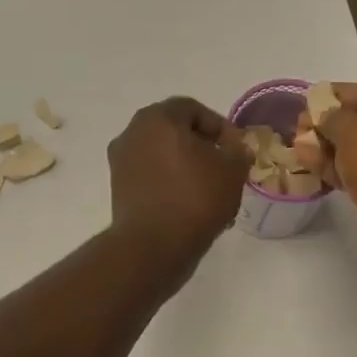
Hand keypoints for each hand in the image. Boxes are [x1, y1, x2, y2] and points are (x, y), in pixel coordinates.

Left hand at [108, 96, 250, 283]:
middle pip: (174, 132)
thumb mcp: (232, 170)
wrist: (152, 246)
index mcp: (158, 118)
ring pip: (162, 157)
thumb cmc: (195, 198)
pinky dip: (169, 186)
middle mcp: (132, 133)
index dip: (220, 127)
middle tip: (224, 169)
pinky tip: (189, 207)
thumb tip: (234, 148)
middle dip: (202, 148)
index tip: (236, 150)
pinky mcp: (118, 190)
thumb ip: (238, 151)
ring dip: (186, 168)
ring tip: (210, 192)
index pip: (193, 109)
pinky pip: (151, 178)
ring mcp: (121, 162)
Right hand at [297, 83, 356, 272]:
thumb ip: (334, 117)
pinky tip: (312, 172)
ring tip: (297, 149)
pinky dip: (338, 173)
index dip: (340, 94)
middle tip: (298, 128)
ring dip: (329, 151)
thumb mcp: (354, 131)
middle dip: (330, 126)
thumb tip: (324, 117)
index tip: (309, 99)